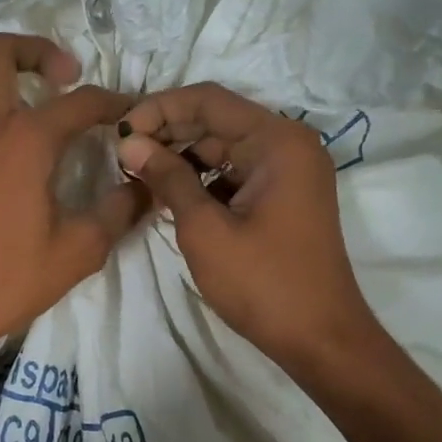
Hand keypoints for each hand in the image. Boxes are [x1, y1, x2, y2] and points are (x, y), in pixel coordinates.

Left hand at [0, 35, 145, 370]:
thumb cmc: (9, 280)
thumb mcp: (79, 251)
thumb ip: (118, 212)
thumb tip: (145, 187)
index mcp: (27, 142)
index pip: (80, 102)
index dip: (113, 102)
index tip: (129, 112)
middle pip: (0, 51)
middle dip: (37, 49)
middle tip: (61, 75)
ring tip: (6, 72)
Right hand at [115, 84, 379, 371]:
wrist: (320, 340)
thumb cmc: (262, 283)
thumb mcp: (205, 228)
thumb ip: (167, 178)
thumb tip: (130, 143)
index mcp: (278, 141)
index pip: (209, 100)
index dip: (159, 109)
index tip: (121, 131)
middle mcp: (288, 145)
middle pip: (217, 121)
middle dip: (168, 134)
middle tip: (123, 156)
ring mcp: (289, 171)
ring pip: (223, 148)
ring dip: (182, 158)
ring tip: (139, 175)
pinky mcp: (283, 196)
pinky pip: (235, 173)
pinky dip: (202, 180)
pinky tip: (169, 195)